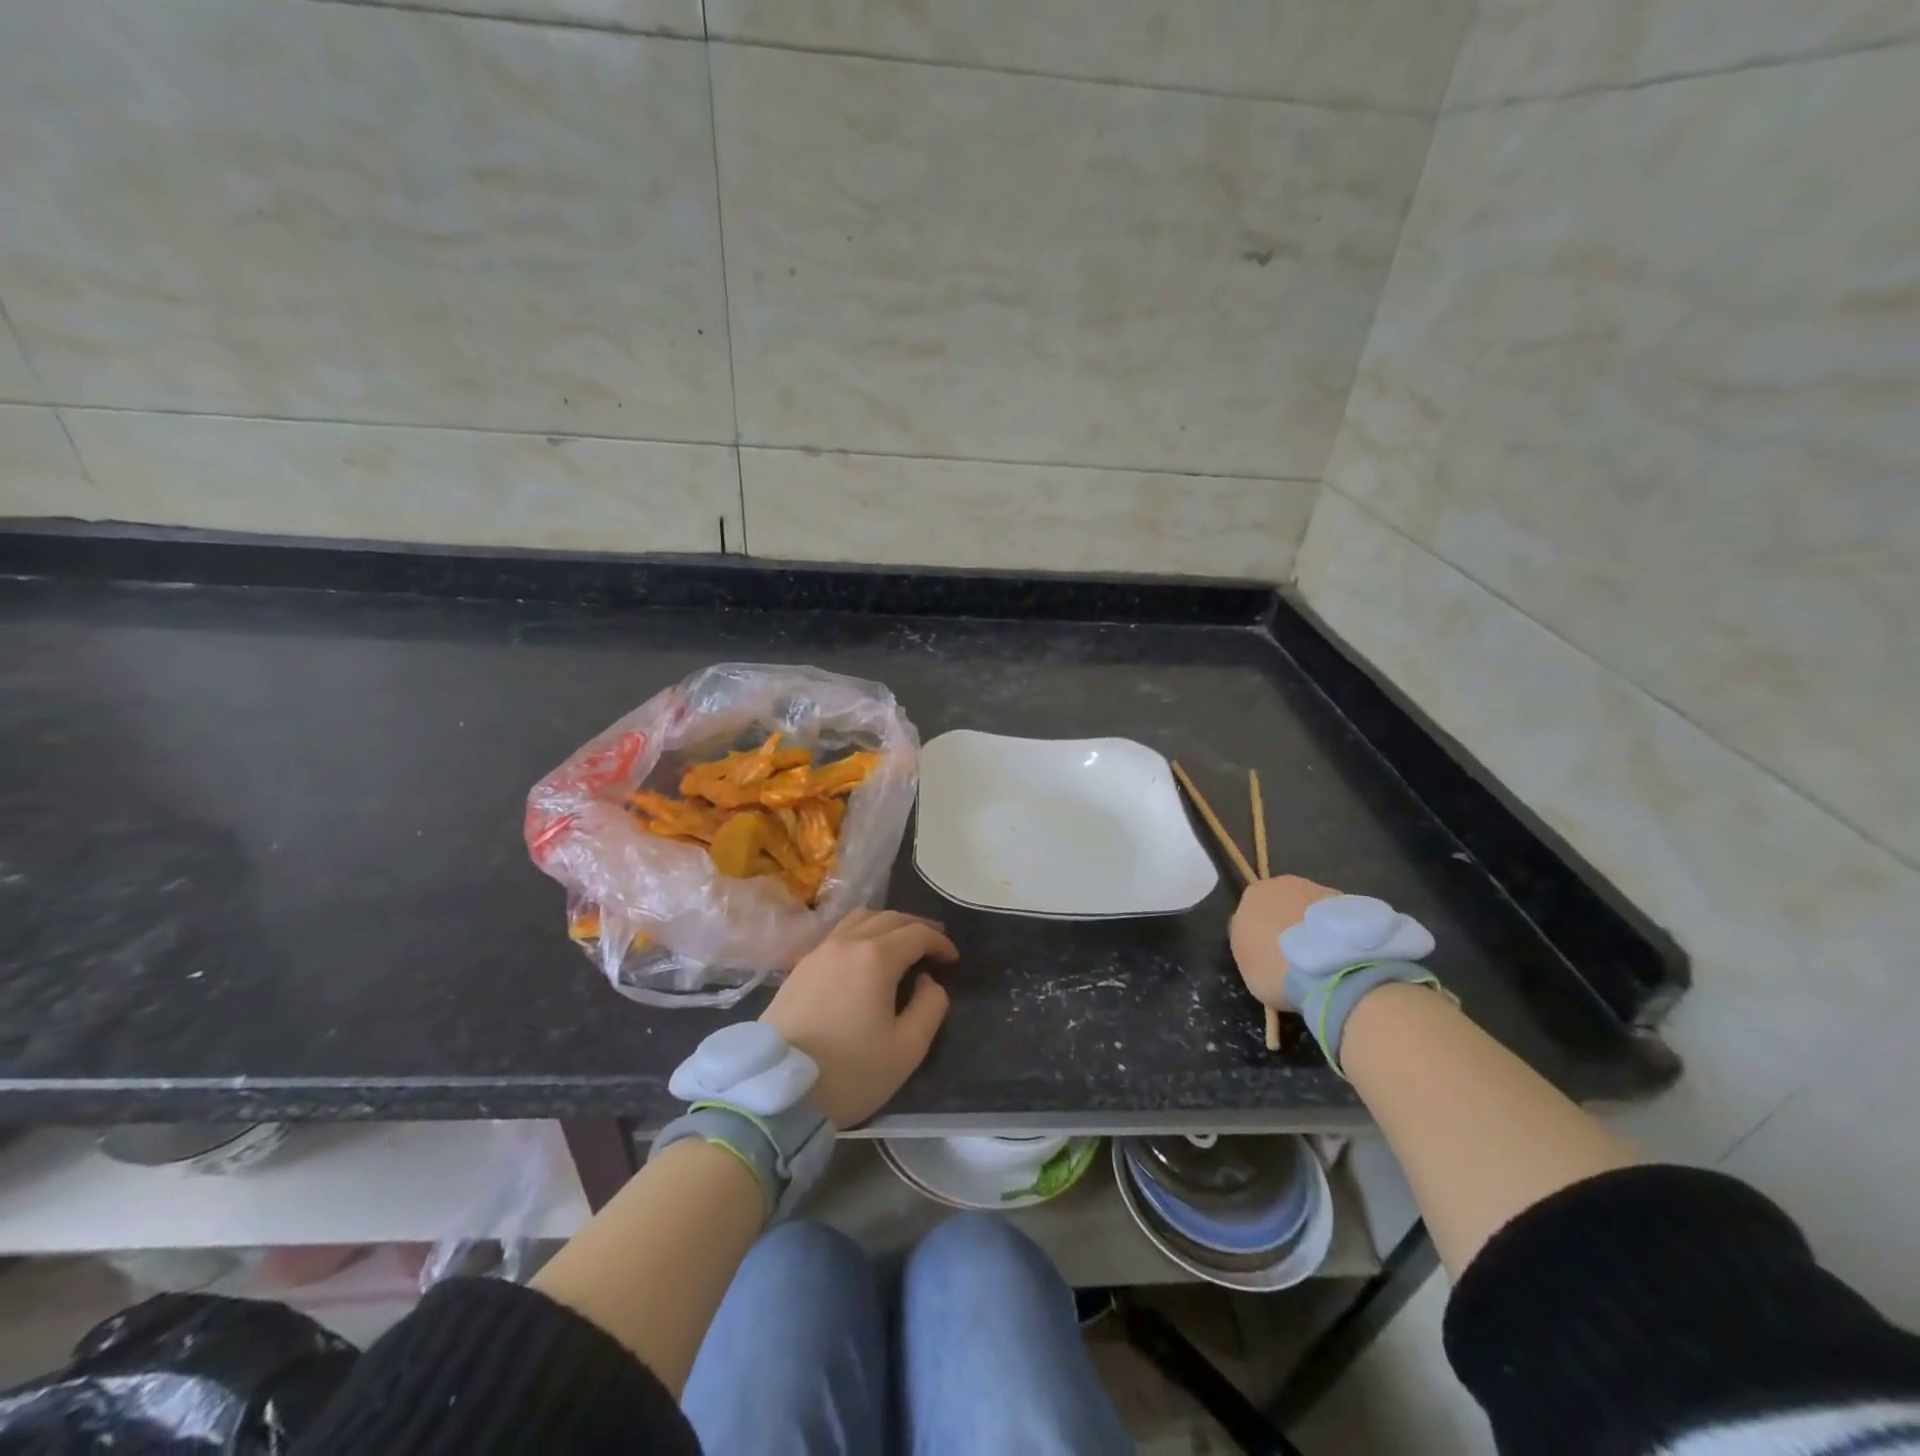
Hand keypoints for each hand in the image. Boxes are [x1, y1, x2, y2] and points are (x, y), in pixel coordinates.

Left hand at [762, 910, 958, 1128]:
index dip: (940, 941)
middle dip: (916, 927)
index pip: (917, 933)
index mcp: (876, 957)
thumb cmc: (850, 1071)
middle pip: (889, 918)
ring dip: (886, 924)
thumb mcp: (907, 1048)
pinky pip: (838, 934)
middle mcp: (847, 942)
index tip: (952, 958)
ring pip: (859, 919)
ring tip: (900, 943)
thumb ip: (930, 1007)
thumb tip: (927, 981)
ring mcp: (819, 951)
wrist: (778, 1089)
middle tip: (933, 944)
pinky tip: (864, 956)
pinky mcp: (800, 966)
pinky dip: (861, 933)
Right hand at [1229, 875, 1340, 1009]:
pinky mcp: (1351, 904)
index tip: (1268, 958)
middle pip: (1282, 905)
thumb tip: (1259, 944)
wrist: (1328, 968)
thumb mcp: (1245, 965)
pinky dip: (1337, 935)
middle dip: (1286, 926)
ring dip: (1314, 929)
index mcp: (1253, 894)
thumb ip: (1249, 947)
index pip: (1250, 913)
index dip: (1259, 936)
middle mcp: (1284, 883)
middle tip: (1294, 958)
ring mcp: (1320, 890)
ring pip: (1311, 911)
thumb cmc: (1274, 968)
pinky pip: (1337, 921)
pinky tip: (1341, 958)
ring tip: (1322, 961)